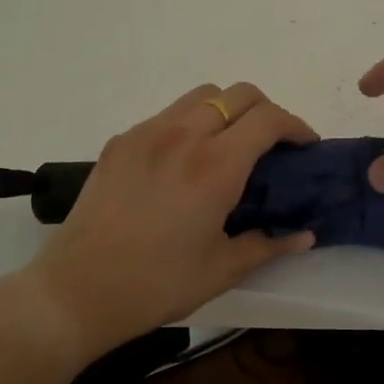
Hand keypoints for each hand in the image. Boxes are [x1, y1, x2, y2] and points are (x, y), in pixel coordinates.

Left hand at [19, 82, 317, 356]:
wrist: (78, 290)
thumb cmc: (157, 284)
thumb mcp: (222, 270)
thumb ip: (269, 245)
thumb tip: (305, 236)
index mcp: (215, 166)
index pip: (268, 119)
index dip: (296, 126)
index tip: (305, 146)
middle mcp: (183, 136)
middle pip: (238, 93)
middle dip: (265, 110)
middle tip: (272, 144)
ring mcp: (147, 133)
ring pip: (200, 96)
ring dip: (227, 110)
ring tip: (228, 146)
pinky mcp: (120, 141)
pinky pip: (167, 115)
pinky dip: (190, 123)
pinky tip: (184, 162)